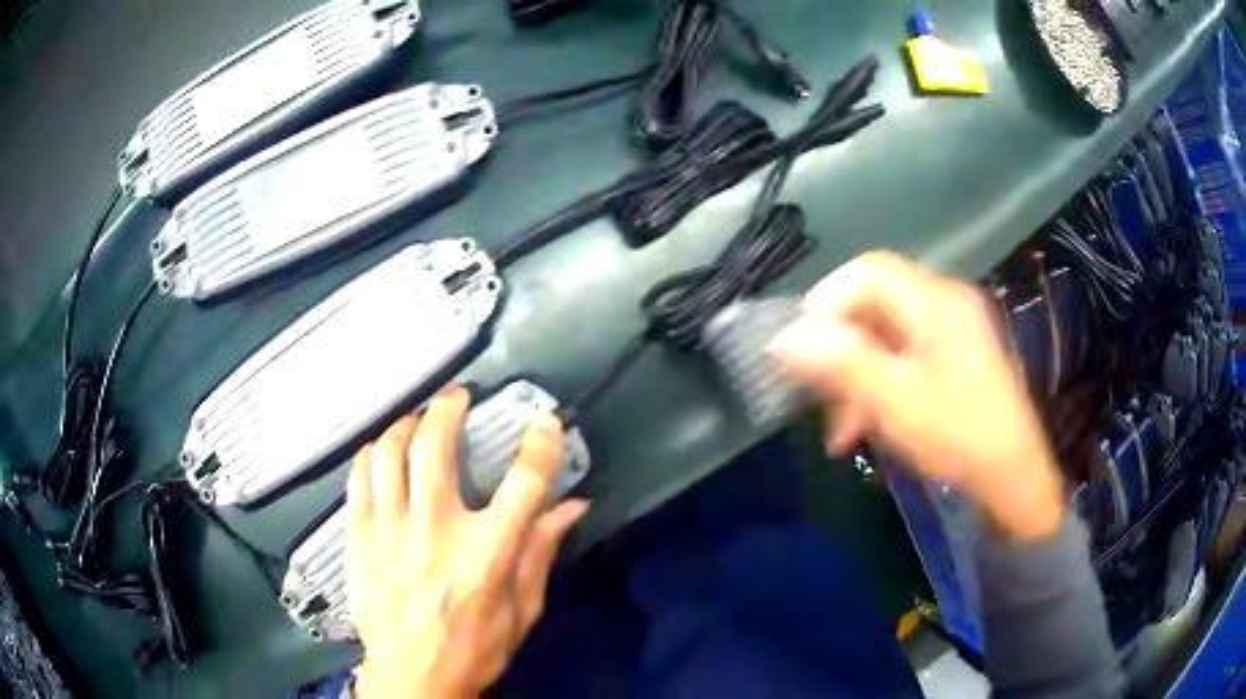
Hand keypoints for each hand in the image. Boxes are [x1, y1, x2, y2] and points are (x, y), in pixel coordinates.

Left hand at [347, 387, 588, 697]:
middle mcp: (435, 532)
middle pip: (434, 447)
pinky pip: (359, 479)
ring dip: (404, 425)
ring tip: (416, 420)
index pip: (523, 482)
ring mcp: (389, 532)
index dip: (540, 443)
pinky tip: (381, 452)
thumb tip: (573, 505)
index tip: (545, 422)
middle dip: (447, 409)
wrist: (413, 677)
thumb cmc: (475, 647)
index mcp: (487, 554)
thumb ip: (542, 552)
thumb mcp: (523, 609)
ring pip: (388, 453)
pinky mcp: (358, 539)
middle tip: (456, 398)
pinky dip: (371, 455)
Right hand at [770, 251, 1064, 541]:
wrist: (1012, 480)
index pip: (868, 271)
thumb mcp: (895, 400)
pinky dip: (876, 389)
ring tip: (837, 430)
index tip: (800, 345)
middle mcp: (944, 306)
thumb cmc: (959, 434)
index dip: (827, 300)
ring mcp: (949, 335)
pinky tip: (859, 430)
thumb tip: (783, 338)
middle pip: (874, 305)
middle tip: (812, 389)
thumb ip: (840, 363)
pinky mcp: (951, 363)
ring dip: (854, 377)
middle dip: (838, 348)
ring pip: (883, 339)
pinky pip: (901, 362)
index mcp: (937, 301)